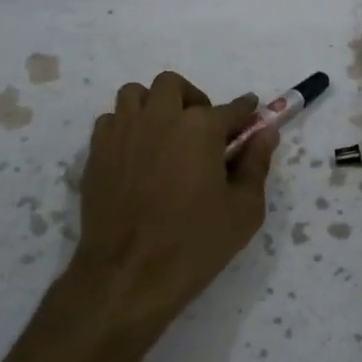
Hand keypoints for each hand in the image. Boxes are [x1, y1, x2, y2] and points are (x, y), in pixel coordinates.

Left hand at [65, 71, 277, 336]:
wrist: (128, 275)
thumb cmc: (195, 244)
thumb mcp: (244, 210)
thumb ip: (256, 164)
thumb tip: (265, 133)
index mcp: (200, 128)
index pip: (231, 108)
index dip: (245, 110)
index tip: (251, 113)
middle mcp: (160, 117)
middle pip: (174, 85)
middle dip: (191, 99)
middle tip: (201, 129)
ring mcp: (123, 131)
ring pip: (136, 94)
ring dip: (153, 105)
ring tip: (164, 134)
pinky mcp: (97, 151)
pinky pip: (111, 120)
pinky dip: (126, 126)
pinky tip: (136, 153)